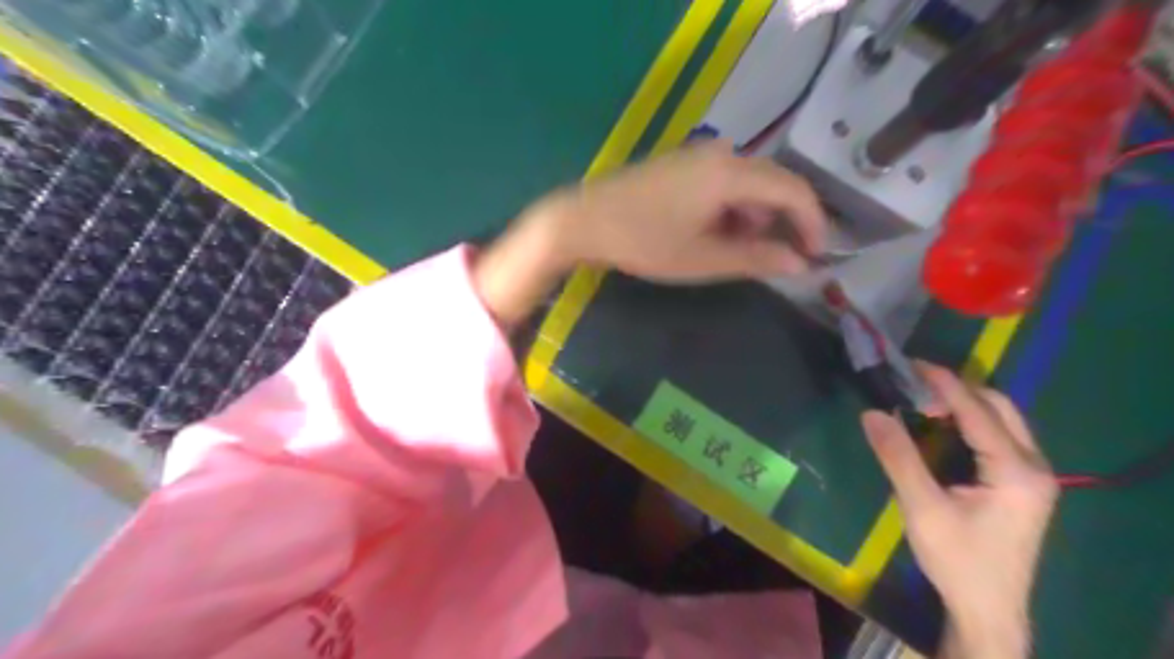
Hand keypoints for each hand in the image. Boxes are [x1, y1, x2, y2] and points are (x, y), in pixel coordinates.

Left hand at [473, 142, 822, 325]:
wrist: (584, 221)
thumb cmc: (643, 243)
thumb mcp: (703, 258)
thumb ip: (756, 259)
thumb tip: (801, 264)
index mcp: (730, 173)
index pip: (793, 190)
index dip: (812, 223)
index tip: (817, 255)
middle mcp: (720, 153)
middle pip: (774, 182)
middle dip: (785, 221)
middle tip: (785, 257)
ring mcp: (698, 155)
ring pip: (749, 183)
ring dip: (756, 217)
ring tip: (742, 252)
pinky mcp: (682, 163)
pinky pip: (724, 181)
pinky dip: (733, 208)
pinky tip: (717, 233)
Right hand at [860, 363, 1060, 655]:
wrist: (988, 610)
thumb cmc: (957, 560)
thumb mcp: (922, 507)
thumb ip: (898, 457)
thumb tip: (871, 412)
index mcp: (1016, 471)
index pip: (978, 411)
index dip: (944, 383)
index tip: (912, 363)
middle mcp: (1035, 466)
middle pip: (1000, 408)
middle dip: (958, 389)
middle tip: (914, 385)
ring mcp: (1034, 476)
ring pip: (1003, 420)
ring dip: (965, 404)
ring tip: (923, 401)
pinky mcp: (1024, 485)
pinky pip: (1000, 437)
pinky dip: (970, 422)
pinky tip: (943, 427)